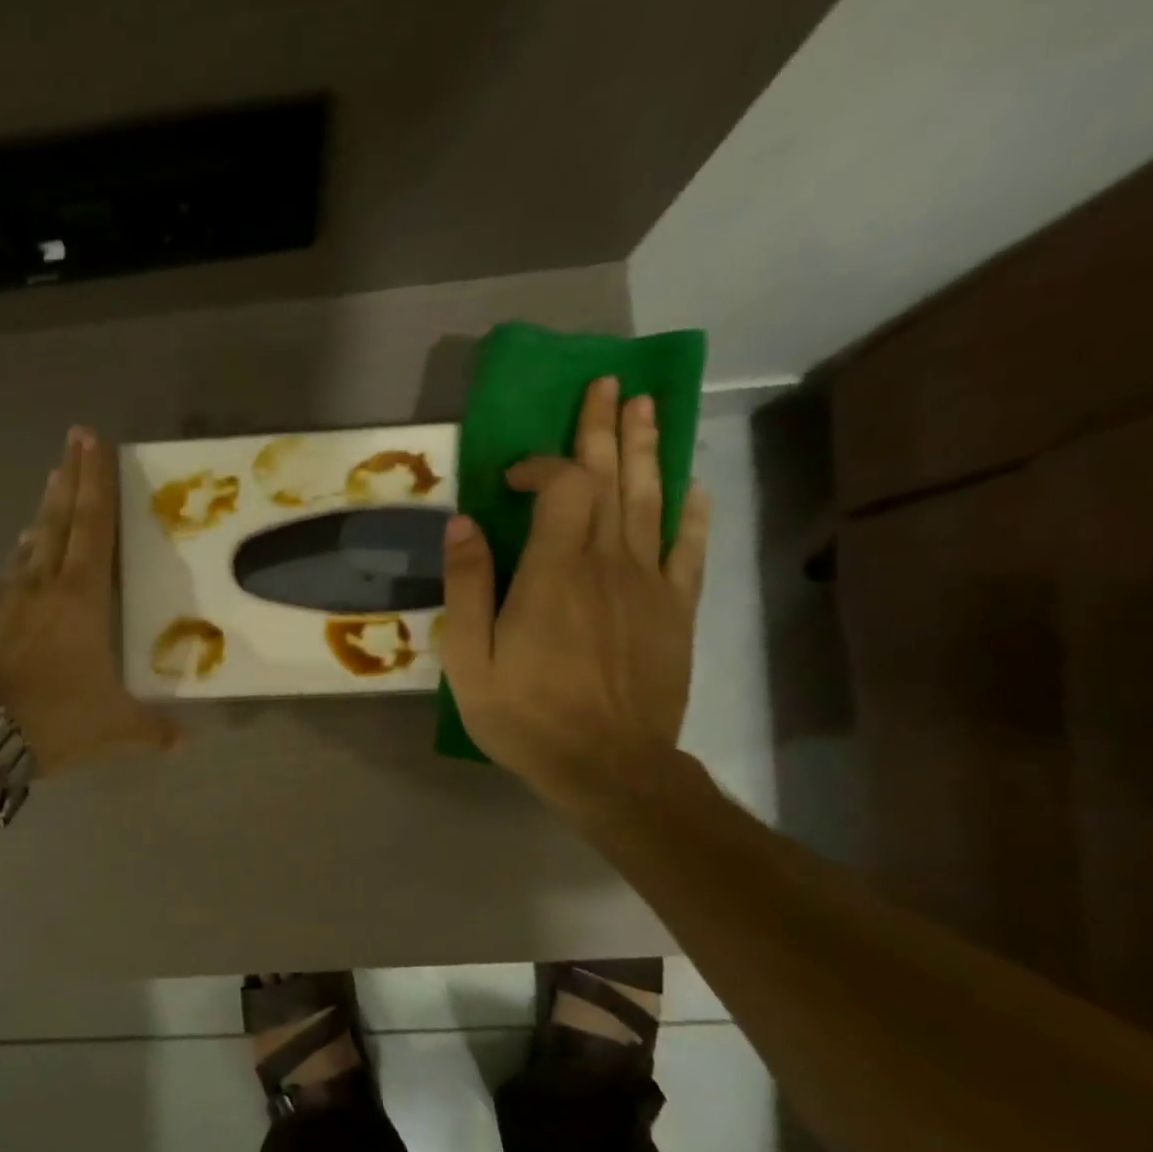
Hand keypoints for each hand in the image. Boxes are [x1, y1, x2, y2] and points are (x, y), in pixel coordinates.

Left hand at [0, 427, 178, 776]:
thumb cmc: (54, 717)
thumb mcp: (114, 728)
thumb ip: (152, 730)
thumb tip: (185, 742)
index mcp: (80, 597)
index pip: (92, 526)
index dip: (94, 481)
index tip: (91, 440)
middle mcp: (41, 586)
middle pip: (57, 520)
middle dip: (68, 479)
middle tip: (71, 442)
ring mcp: (5, 601)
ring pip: (28, 546)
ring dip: (42, 515)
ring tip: (49, 493)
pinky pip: (8, 577)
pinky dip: (20, 559)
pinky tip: (19, 563)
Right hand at [439, 377, 710, 809]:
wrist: (607, 765)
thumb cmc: (525, 716)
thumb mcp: (469, 660)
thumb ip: (466, 587)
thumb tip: (462, 522)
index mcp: (554, 572)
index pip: (561, 486)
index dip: (540, 464)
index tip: (511, 475)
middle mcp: (607, 563)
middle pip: (611, 479)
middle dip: (605, 429)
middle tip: (607, 386)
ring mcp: (649, 584)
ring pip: (651, 500)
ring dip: (647, 450)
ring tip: (646, 407)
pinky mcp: (675, 610)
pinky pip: (689, 549)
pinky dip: (690, 513)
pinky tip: (690, 487)